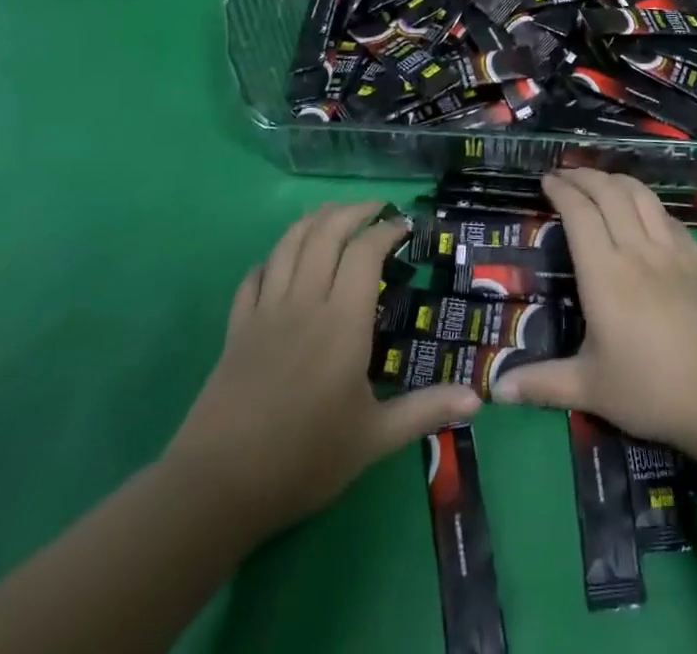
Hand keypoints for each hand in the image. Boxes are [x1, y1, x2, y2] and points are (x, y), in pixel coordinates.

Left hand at [166, 202, 479, 541]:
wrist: (218, 486)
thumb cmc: (304, 459)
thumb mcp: (374, 439)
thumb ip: (425, 411)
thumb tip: (478, 398)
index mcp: (342, 321)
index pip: (365, 252)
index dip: (386, 230)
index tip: (405, 227)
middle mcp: (304, 301)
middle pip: (326, 232)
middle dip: (353, 211)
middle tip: (376, 209)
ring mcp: (266, 311)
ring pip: (288, 243)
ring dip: (313, 220)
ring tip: (333, 214)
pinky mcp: (237, 328)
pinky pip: (254, 276)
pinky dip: (272, 258)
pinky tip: (282, 261)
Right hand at [492, 169, 696, 457]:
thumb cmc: (654, 390)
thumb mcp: (592, 390)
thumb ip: (543, 383)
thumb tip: (496, 390)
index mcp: (605, 274)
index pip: (580, 214)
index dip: (562, 190)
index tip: (546, 180)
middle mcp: (637, 250)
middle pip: (609, 193)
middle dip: (584, 175)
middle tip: (565, 174)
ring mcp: (672, 250)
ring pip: (641, 195)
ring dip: (615, 179)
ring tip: (599, 180)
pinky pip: (667, 215)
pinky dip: (647, 201)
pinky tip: (642, 208)